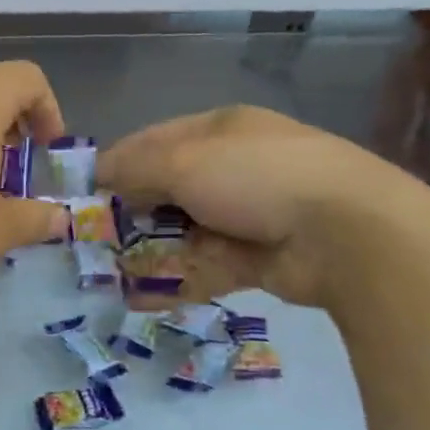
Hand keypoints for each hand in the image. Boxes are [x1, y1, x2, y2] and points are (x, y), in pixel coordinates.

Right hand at [96, 105, 429, 309]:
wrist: (347, 234)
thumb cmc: (256, 177)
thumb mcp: (184, 161)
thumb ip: (134, 168)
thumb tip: (99, 174)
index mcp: (219, 131)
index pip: (153, 141)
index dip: (116, 163)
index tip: (82, 191)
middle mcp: (231, 168)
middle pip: (165, 189)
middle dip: (129, 213)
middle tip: (91, 238)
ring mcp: (245, 215)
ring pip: (181, 232)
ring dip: (146, 251)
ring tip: (105, 273)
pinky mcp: (255, 259)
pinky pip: (202, 268)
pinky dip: (173, 282)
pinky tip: (138, 297)